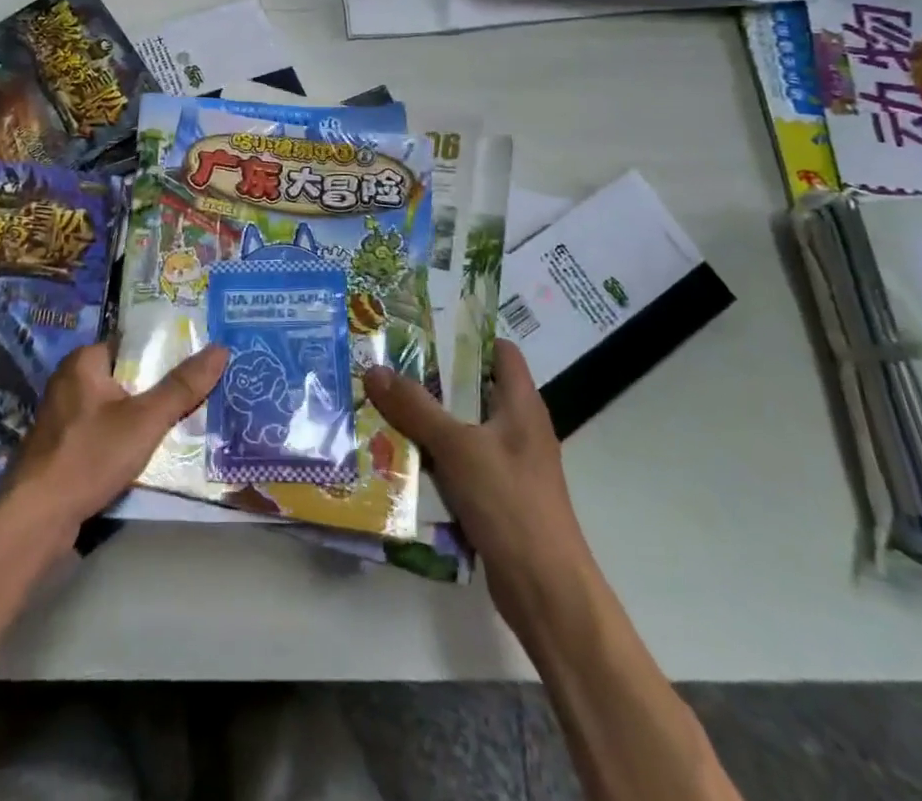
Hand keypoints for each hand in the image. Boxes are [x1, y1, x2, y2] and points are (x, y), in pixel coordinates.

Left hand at [2, 342, 227, 541]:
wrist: (36, 519)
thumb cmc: (89, 455)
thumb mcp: (145, 420)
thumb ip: (182, 387)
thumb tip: (221, 349)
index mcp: (85, 361)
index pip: (134, 342)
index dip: (167, 349)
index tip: (200, 356)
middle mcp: (71, 380)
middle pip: (128, 375)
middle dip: (160, 386)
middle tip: (202, 390)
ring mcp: (64, 415)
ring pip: (117, 406)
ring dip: (145, 415)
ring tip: (187, 419)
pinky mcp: (64, 446)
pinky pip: (105, 430)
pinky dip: (127, 436)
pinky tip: (152, 450)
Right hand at [364, 340, 587, 598]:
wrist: (546, 592)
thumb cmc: (510, 503)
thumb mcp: (457, 447)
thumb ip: (416, 407)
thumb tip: (374, 369)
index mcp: (521, 405)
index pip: (500, 352)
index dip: (466, 336)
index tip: (422, 330)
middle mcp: (517, 428)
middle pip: (471, 389)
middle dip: (430, 380)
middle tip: (385, 367)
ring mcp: (507, 465)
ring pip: (460, 429)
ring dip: (425, 421)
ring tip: (379, 406)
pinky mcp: (494, 498)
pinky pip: (457, 465)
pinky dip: (431, 459)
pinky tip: (395, 457)